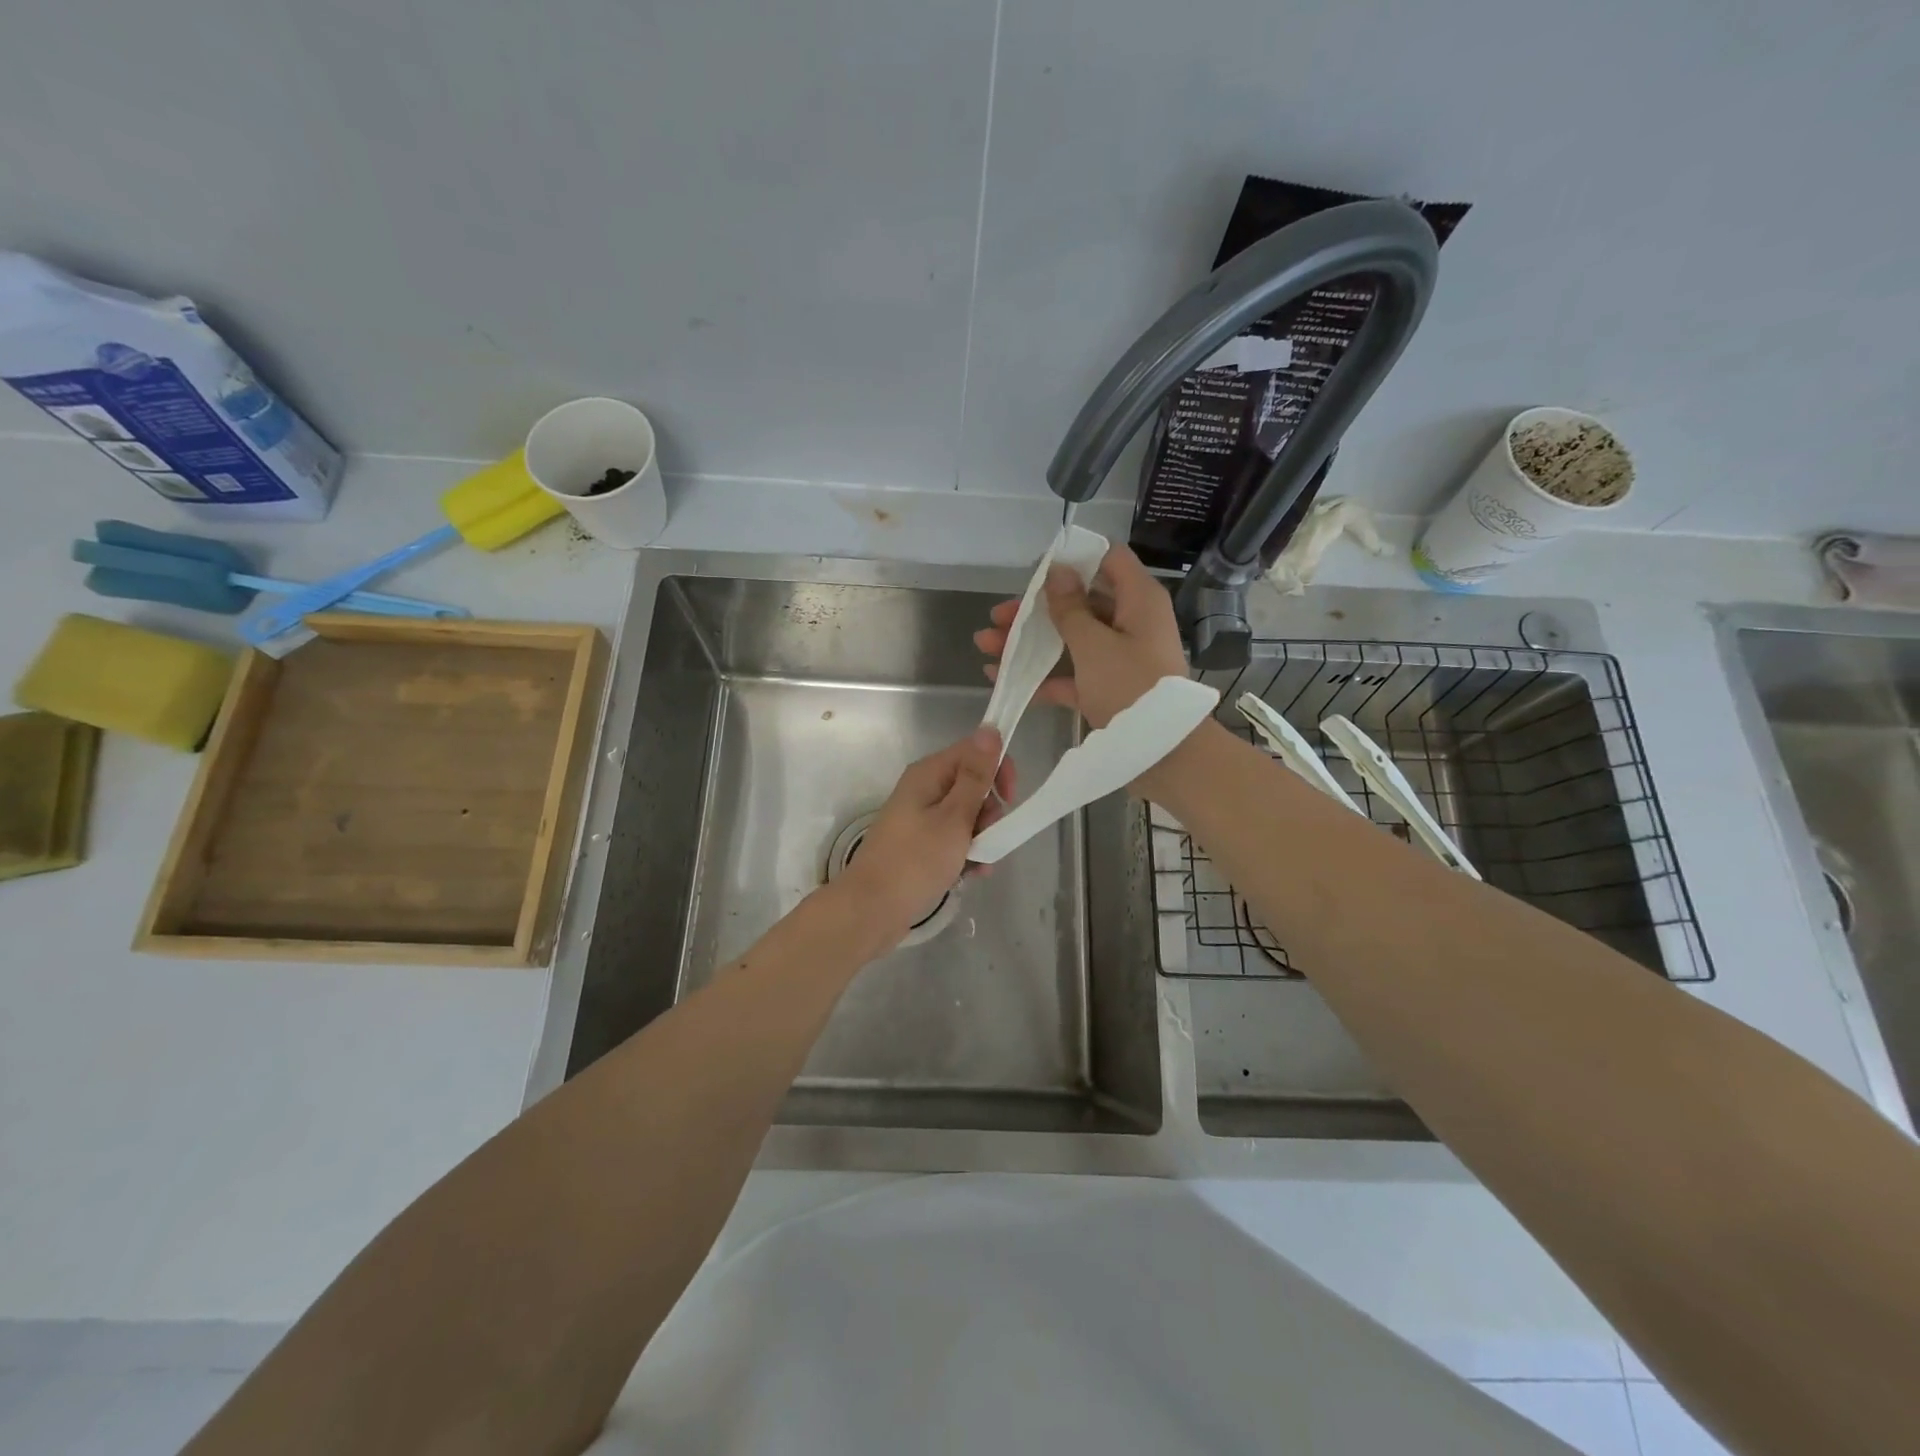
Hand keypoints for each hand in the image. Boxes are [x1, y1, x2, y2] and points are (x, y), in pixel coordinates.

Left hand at [833, 726, 1014, 952]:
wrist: (872, 910)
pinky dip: (966, 853)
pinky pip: (953, 838)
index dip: (997, 770)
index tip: (1009, 799)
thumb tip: (989, 729)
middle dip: (989, 811)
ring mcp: (920, 818)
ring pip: (966, 815)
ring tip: (980, 863)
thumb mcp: (954, 818)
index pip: (974, 751)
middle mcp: (923, 789)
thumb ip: (975, 777)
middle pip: (972, 784)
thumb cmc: (915, 862)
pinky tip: (972, 874)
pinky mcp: (919, 844)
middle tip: (987, 835)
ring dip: (981, 837)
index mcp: (928, 774)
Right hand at [973, 542, 1188, 728]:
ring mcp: (1119, 656)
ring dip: (1029, 641)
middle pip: (1080, 601)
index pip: (1108, 559)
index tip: (1035, 571)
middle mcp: (1131, 621)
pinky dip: (1042, 675)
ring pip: (1070, 638)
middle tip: (997, 617)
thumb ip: (1070, 609)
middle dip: (1035, 609)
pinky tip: (1003, 678)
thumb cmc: (1130, 687)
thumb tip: (1057, 571)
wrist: (1164, 752)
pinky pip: (1071, 672)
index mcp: (1138, 600)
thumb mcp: (1094, 645)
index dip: (1072, 559)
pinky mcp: (1108, 687)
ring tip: (985, 646)